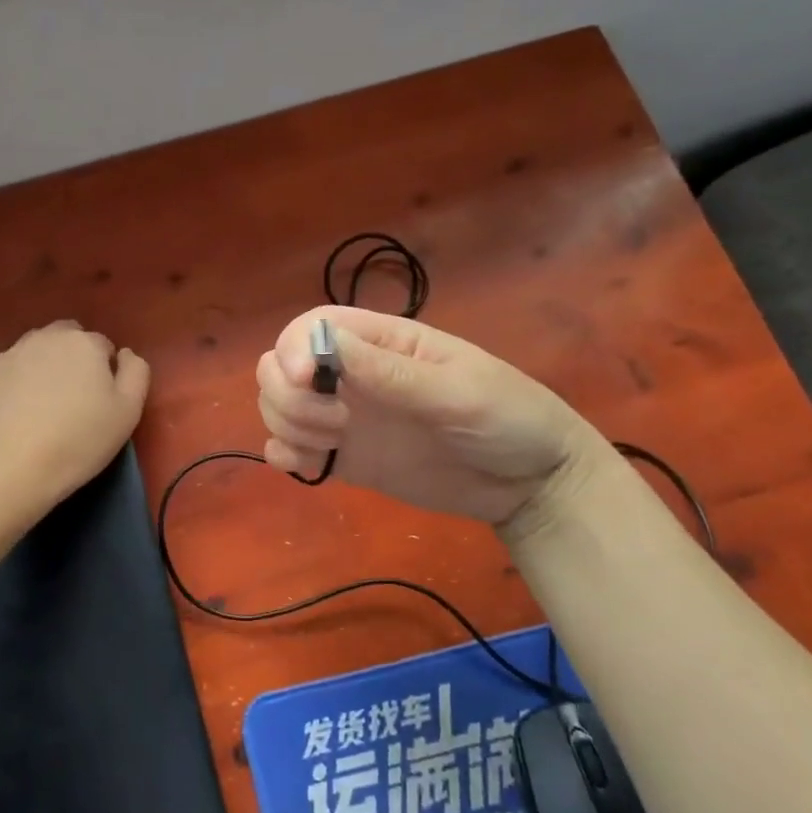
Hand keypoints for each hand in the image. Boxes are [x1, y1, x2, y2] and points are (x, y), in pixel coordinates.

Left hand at [0, 321, 149, 506]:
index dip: (106, 372)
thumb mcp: (129, 411)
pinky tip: (18, 410)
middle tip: (74, 397)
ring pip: (36, 349)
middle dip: (74, 358)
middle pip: (68, 338)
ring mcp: (11, 353)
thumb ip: (136, 372)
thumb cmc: (81, 440)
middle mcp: (47, 337)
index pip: (103, 346)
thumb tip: (124, 354)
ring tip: (44, 402)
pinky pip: (10, 368)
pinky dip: (17, 380)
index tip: (101, 400)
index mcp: (85, 343)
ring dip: (45, 364)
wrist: (15, 467)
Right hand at [256, 306, 595, 531]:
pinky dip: (284, 455)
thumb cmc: (508, 419)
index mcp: (382, 343)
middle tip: (332, 423)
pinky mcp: (345, 458)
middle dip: (286, 393)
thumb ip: (392, 373)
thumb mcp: (458, 392)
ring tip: (332, 445)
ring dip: (286, 423)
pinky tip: (309, 466)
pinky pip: (292, 449)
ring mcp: (345, 417)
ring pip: (279, 405)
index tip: (306, 380)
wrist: (532, 486)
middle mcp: (353, 375)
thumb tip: (326, 342)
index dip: (294, 348)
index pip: (313, 327)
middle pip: (281, 365)